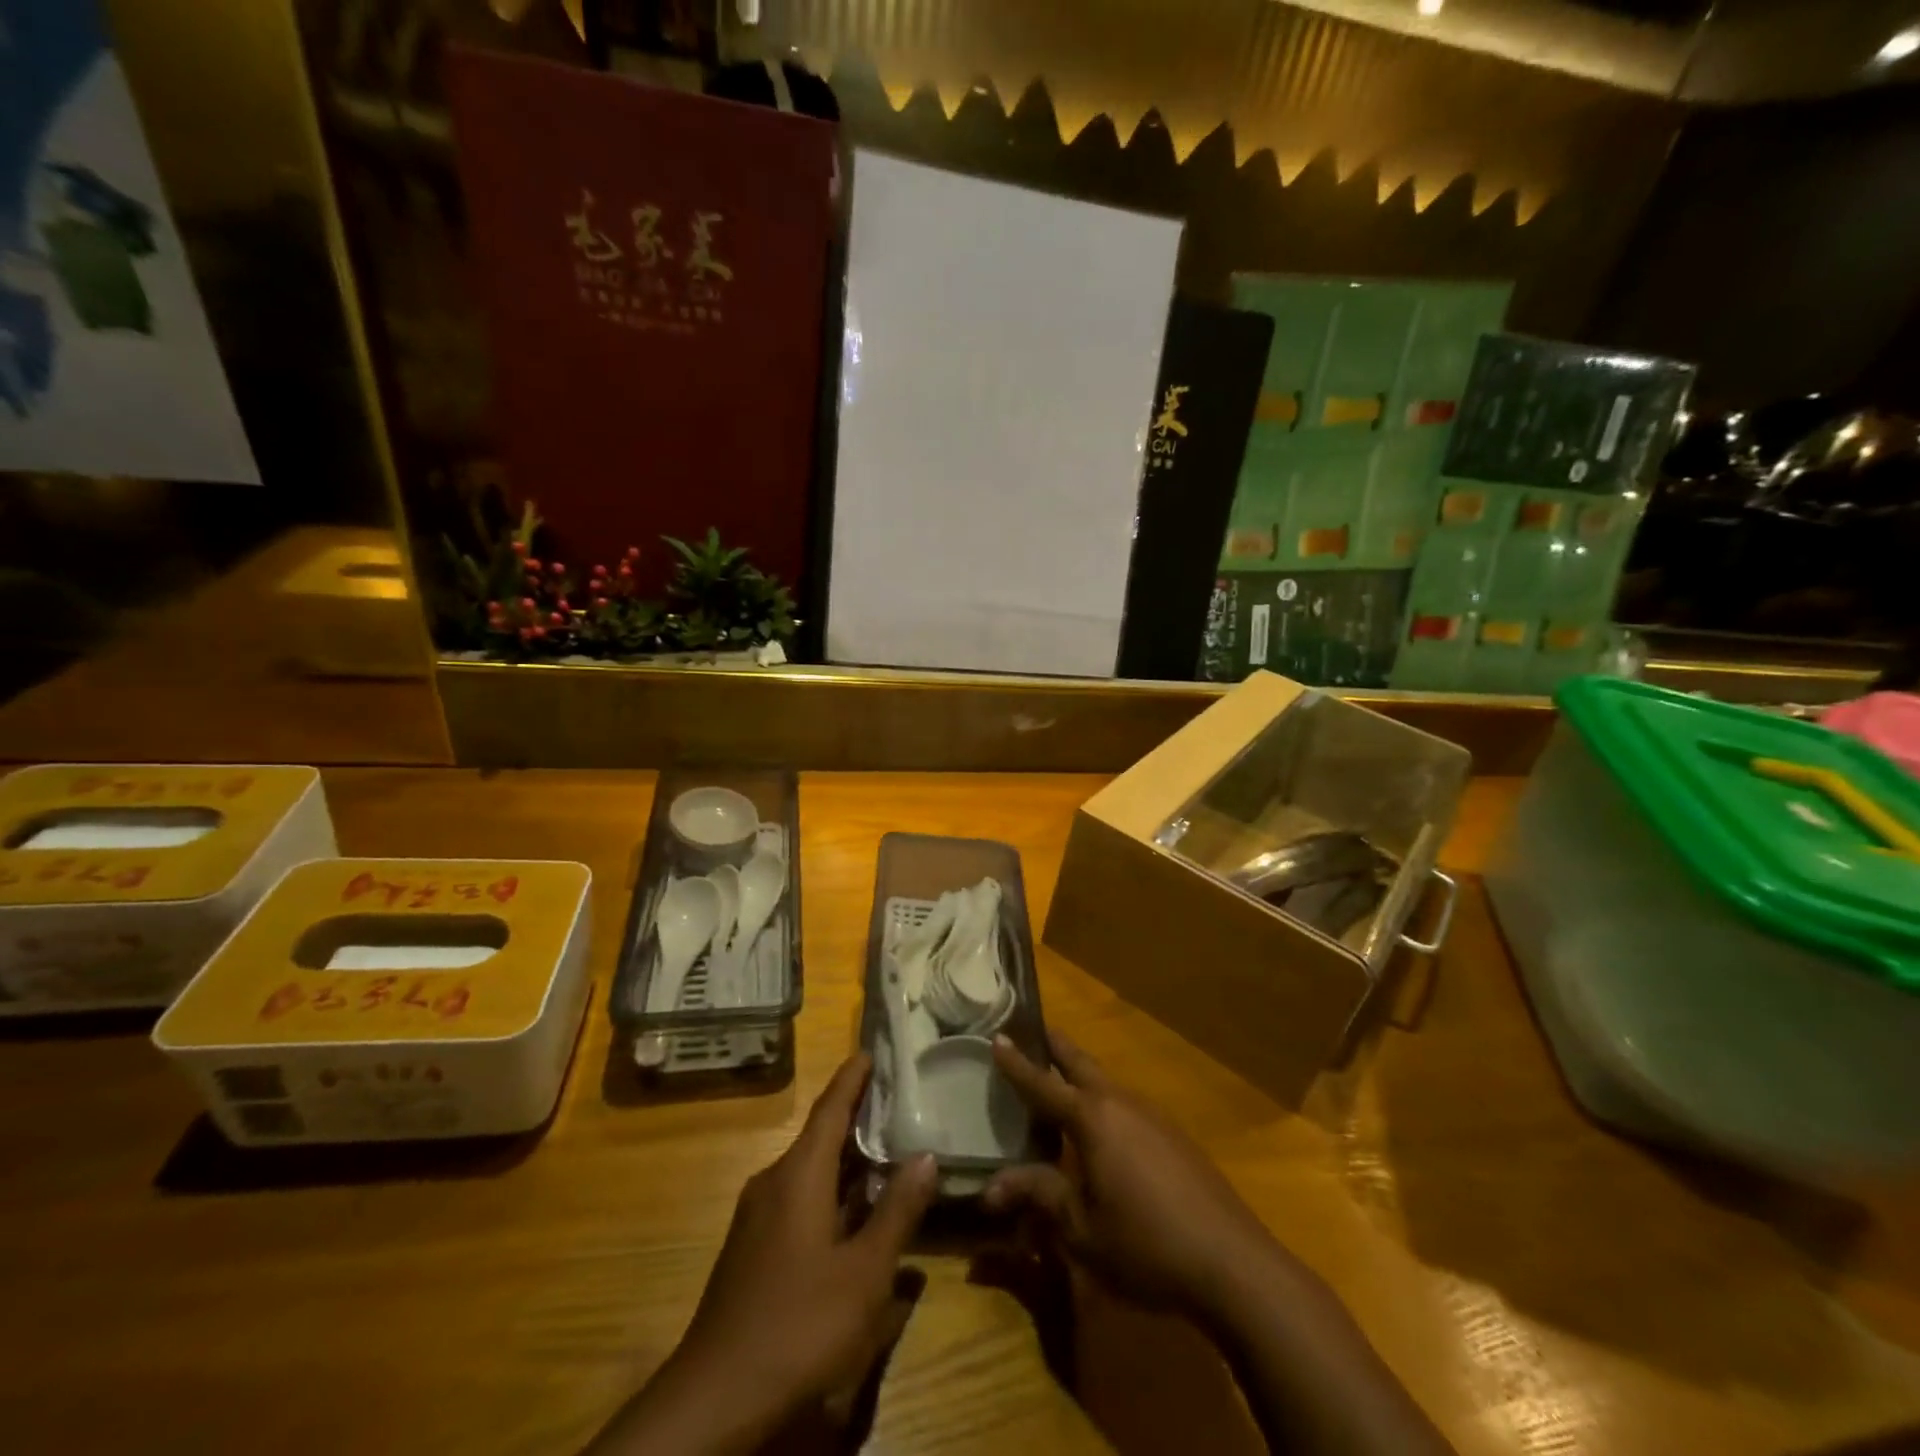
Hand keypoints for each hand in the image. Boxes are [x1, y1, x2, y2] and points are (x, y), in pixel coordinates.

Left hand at [593, 1055, 937, 1453]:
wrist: (714, 1399)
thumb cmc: (798, 1324)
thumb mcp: (864, 1273)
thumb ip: (897, 1211)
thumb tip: (926, 1155)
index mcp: (799, 1174)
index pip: (830, 1108)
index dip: (852, 1078)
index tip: (872, 1050)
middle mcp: (774, 1182)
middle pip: (821, 1136)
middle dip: (857, 1118)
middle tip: (899, 1102)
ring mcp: (758, 1217)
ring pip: (811, 1171)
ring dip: (847, 1160)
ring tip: (887, 1150)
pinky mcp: (753, 1249)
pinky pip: (799, 1199)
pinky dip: (832, 1191)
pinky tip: (857, 1213)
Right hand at [985, 1029, 1282, 1318]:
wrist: (1232, 1262)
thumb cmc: (1145, 1244)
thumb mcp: (1081, 1228)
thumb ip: (1038, 1196)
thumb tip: (991, 1187)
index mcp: (1092, 1118)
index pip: (1043, 1083)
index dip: (1017, 1063)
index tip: (997, 1036)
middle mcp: (1120, 1103)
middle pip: (1080, 1063)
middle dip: (1055, 1046)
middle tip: (1033, 1031)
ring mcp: (1152, 1117)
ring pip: (1106, 1083)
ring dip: (1080, 1076)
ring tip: (1060, 1084)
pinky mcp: (1173, 1137)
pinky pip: (1126, 1107)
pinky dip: (1104, 1105)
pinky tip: (1103, 1133)